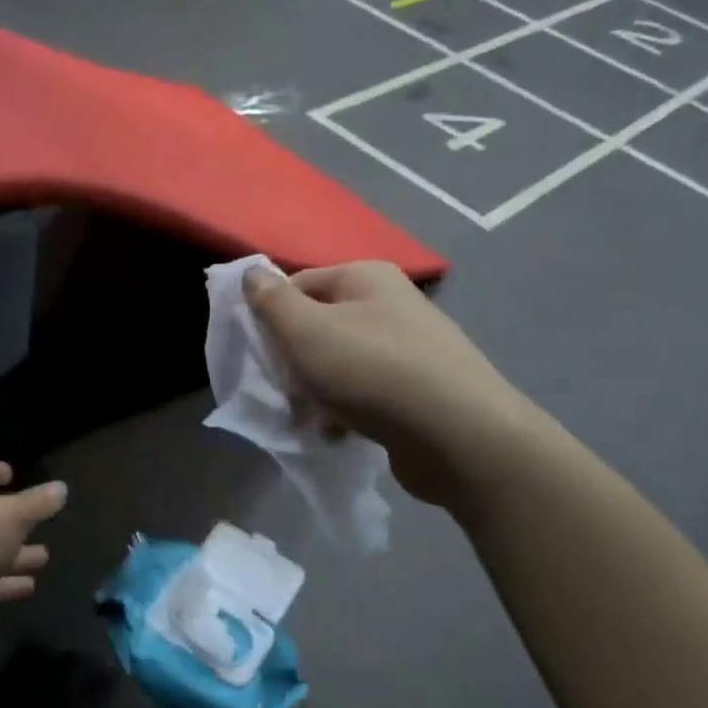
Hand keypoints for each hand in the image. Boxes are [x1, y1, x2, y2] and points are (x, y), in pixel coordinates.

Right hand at [243, 262, 538, 507]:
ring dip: (316, 392)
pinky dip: (347, 411)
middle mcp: (391, 304)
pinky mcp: (420, 390)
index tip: (261, 356)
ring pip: (340, 364)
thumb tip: (250, 272)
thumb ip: (271, 302)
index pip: (299, 285)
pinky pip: (366, 393)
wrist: (457, 435)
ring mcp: (410, 348)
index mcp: (366, 277)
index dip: (272, 318)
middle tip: (287, 391)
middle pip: (319, 326)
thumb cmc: (371, 371)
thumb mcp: (306, 331)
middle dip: (295, 362)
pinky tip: (339, 433)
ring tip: (312, 419)